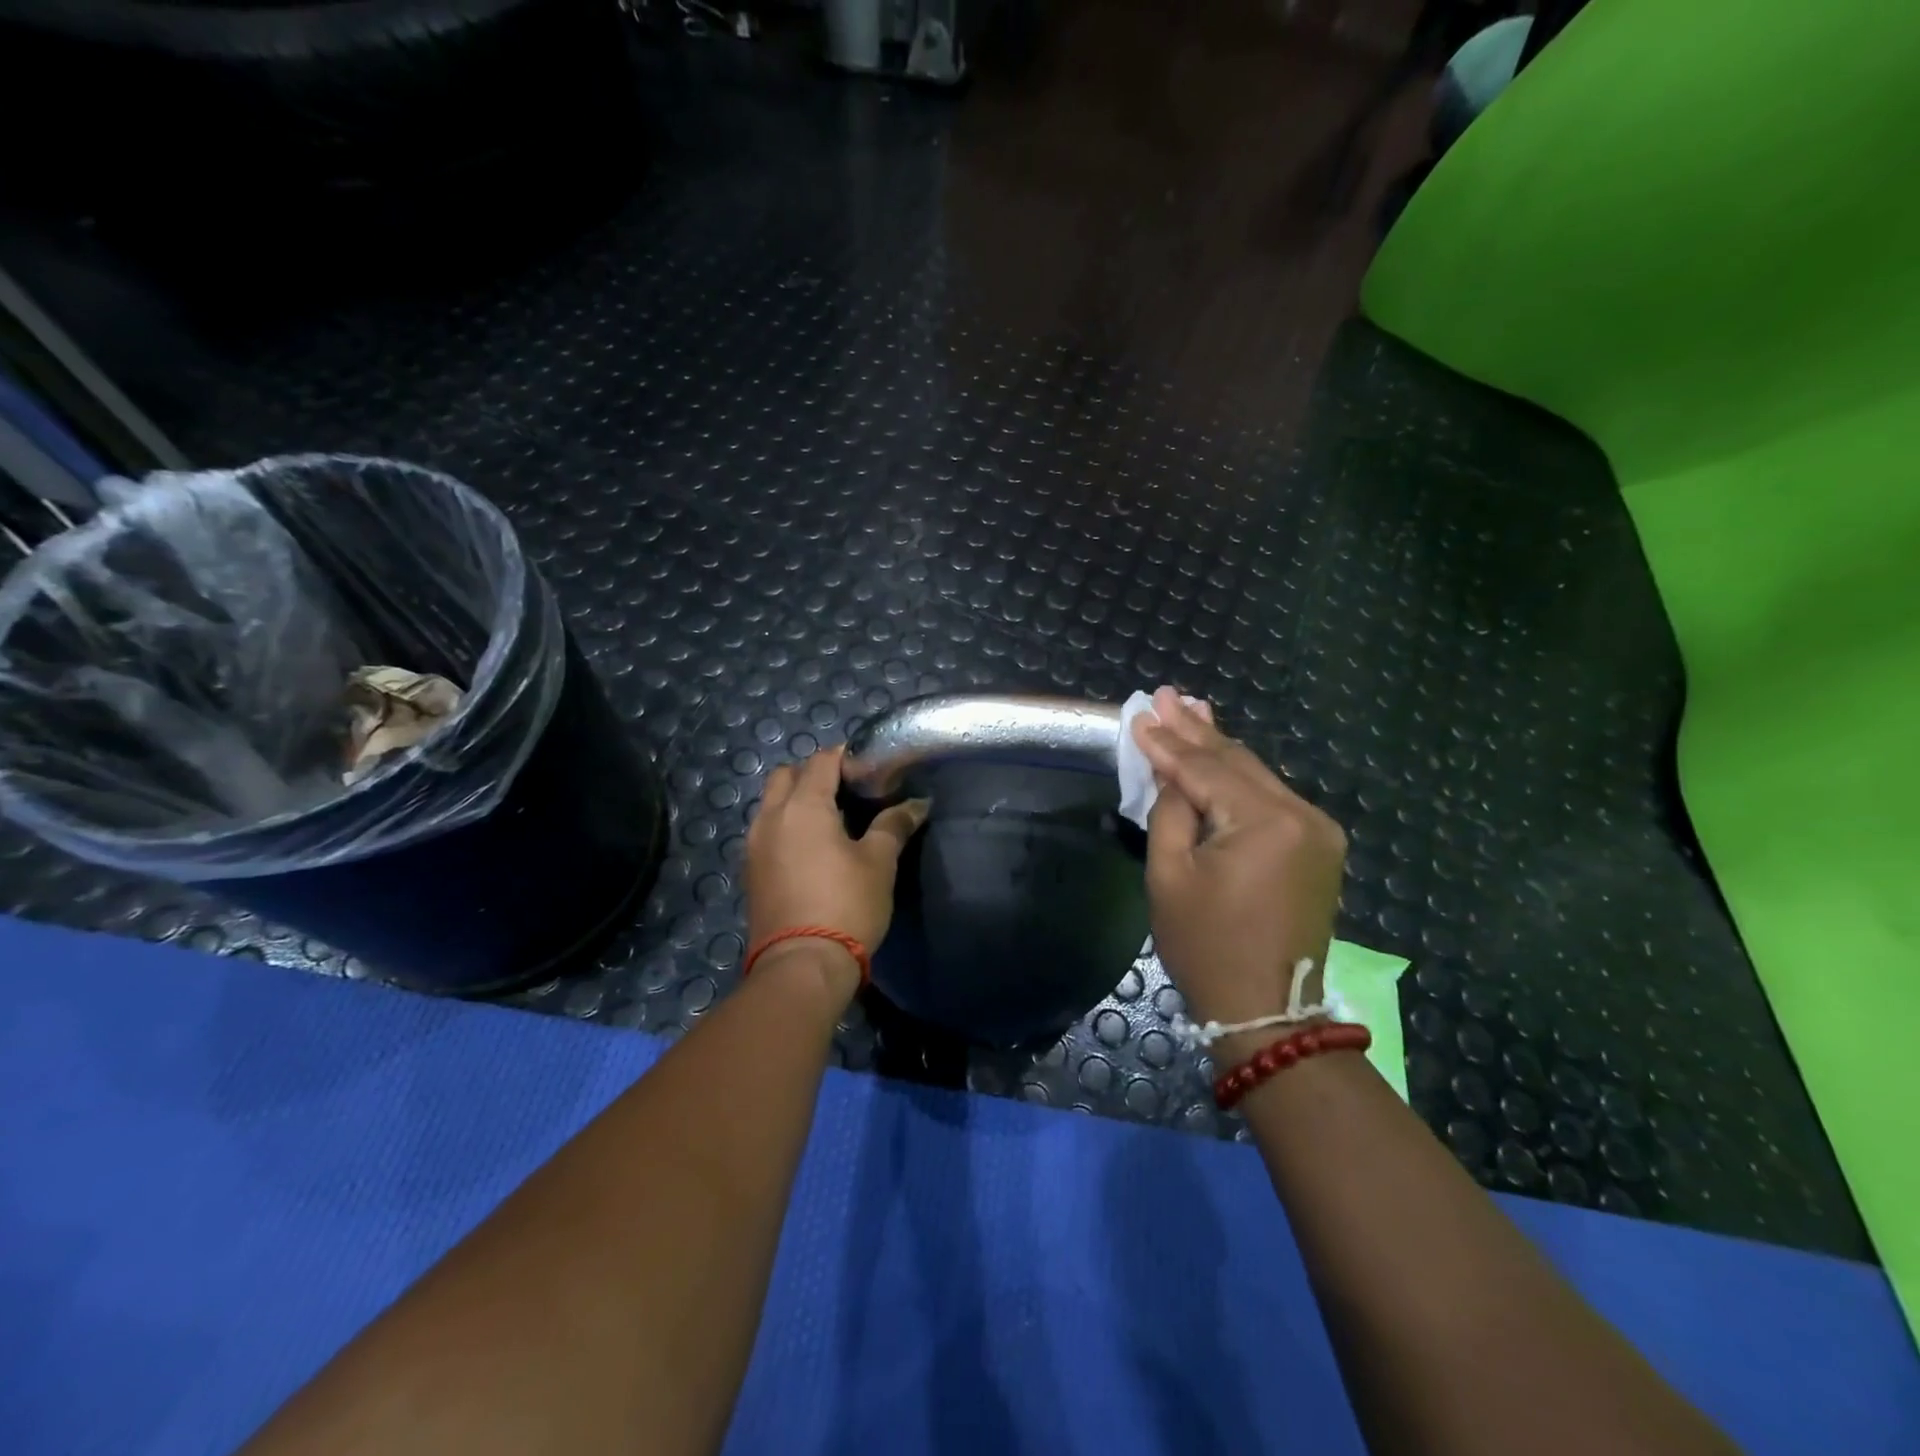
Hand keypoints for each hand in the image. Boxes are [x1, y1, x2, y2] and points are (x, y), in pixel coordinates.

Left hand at [744, 745, 928, 994]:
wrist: (802, 965)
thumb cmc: (846, 905)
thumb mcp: (879, 862)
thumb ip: (894, 825)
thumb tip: (918, 803)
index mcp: (803, 806)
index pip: (821, 760)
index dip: (846, 757)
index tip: (870, 768)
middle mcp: (771, 817)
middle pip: (787, 775)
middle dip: (814, 773)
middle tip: (847, 792)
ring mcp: (755, 845)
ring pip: (772, 803)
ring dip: (796, 799)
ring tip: (831, 820)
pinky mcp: (750, 871)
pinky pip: (766, 830)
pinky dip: (786, 825)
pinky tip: (812, 848)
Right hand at [1131, 687, 1347, 1033]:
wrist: (1266, 1009)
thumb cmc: (1205, 946)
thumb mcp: (1169, 875)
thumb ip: (1170, 810)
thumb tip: (1170, 771)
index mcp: (1266, 823)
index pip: (1206, 769)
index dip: (1168, 743)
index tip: (1140, 712)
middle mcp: (1303, 815)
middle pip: (1237, 762)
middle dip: (1196, 730)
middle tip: (1166, 695)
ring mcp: (1319, 830)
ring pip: (1257, 776)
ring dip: (1219, 748)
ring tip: (1190, 712)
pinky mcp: (1320, 846)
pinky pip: (1272, 799)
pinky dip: (1240, 778)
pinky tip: (1220, 754)